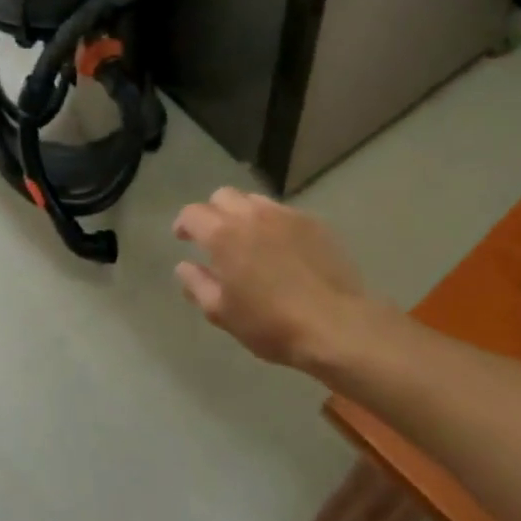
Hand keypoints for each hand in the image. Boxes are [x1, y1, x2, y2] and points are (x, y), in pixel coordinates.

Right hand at [173, 188, 394, 369]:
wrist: (337, 325)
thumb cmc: (271, 323)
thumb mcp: (222, 313)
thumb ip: (197, 284)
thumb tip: (184, 266)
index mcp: (223, 234)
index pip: (192, 213)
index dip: (184, 224)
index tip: (183, 238)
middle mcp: (251, 215)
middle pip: (223, 196)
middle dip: (213, 211)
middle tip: (215, 237)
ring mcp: (286, 216)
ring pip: (254, 200)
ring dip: (243, 213)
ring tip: (248, 239)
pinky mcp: (314, 224)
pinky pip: (284, 213)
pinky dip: (273, 223)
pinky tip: (280, 247)